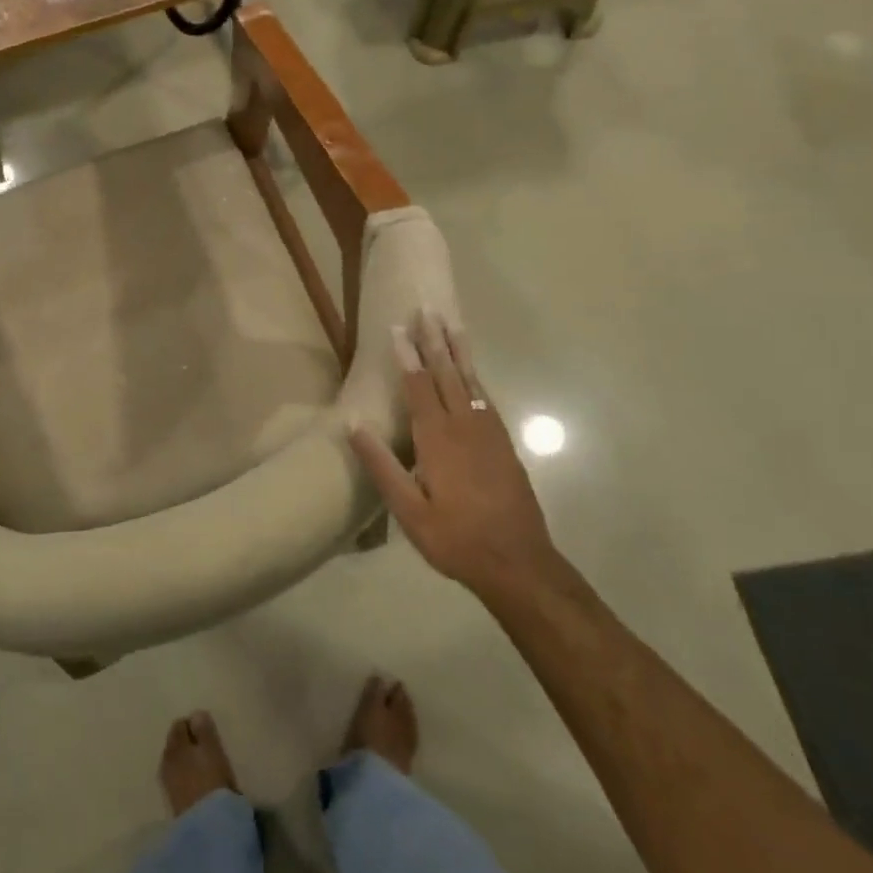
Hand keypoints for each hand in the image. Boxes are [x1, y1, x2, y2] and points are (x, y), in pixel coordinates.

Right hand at [349, 311, 557, 599]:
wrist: (518, 562)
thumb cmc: (456, 538)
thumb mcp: (409, 511)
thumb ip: (382, 466)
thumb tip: (354, 425)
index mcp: (438, 440)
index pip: (419, 387)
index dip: (408, 356)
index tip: (398, 328)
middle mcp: (465, 427)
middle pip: (447, 374)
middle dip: (435, 341)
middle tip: (428, 310)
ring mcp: (488, 433)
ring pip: (470, 381)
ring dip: (459, 351)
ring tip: (452, 324)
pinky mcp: (503, 444)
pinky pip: (485, 399)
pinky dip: (475, 377)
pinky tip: (471, 372)